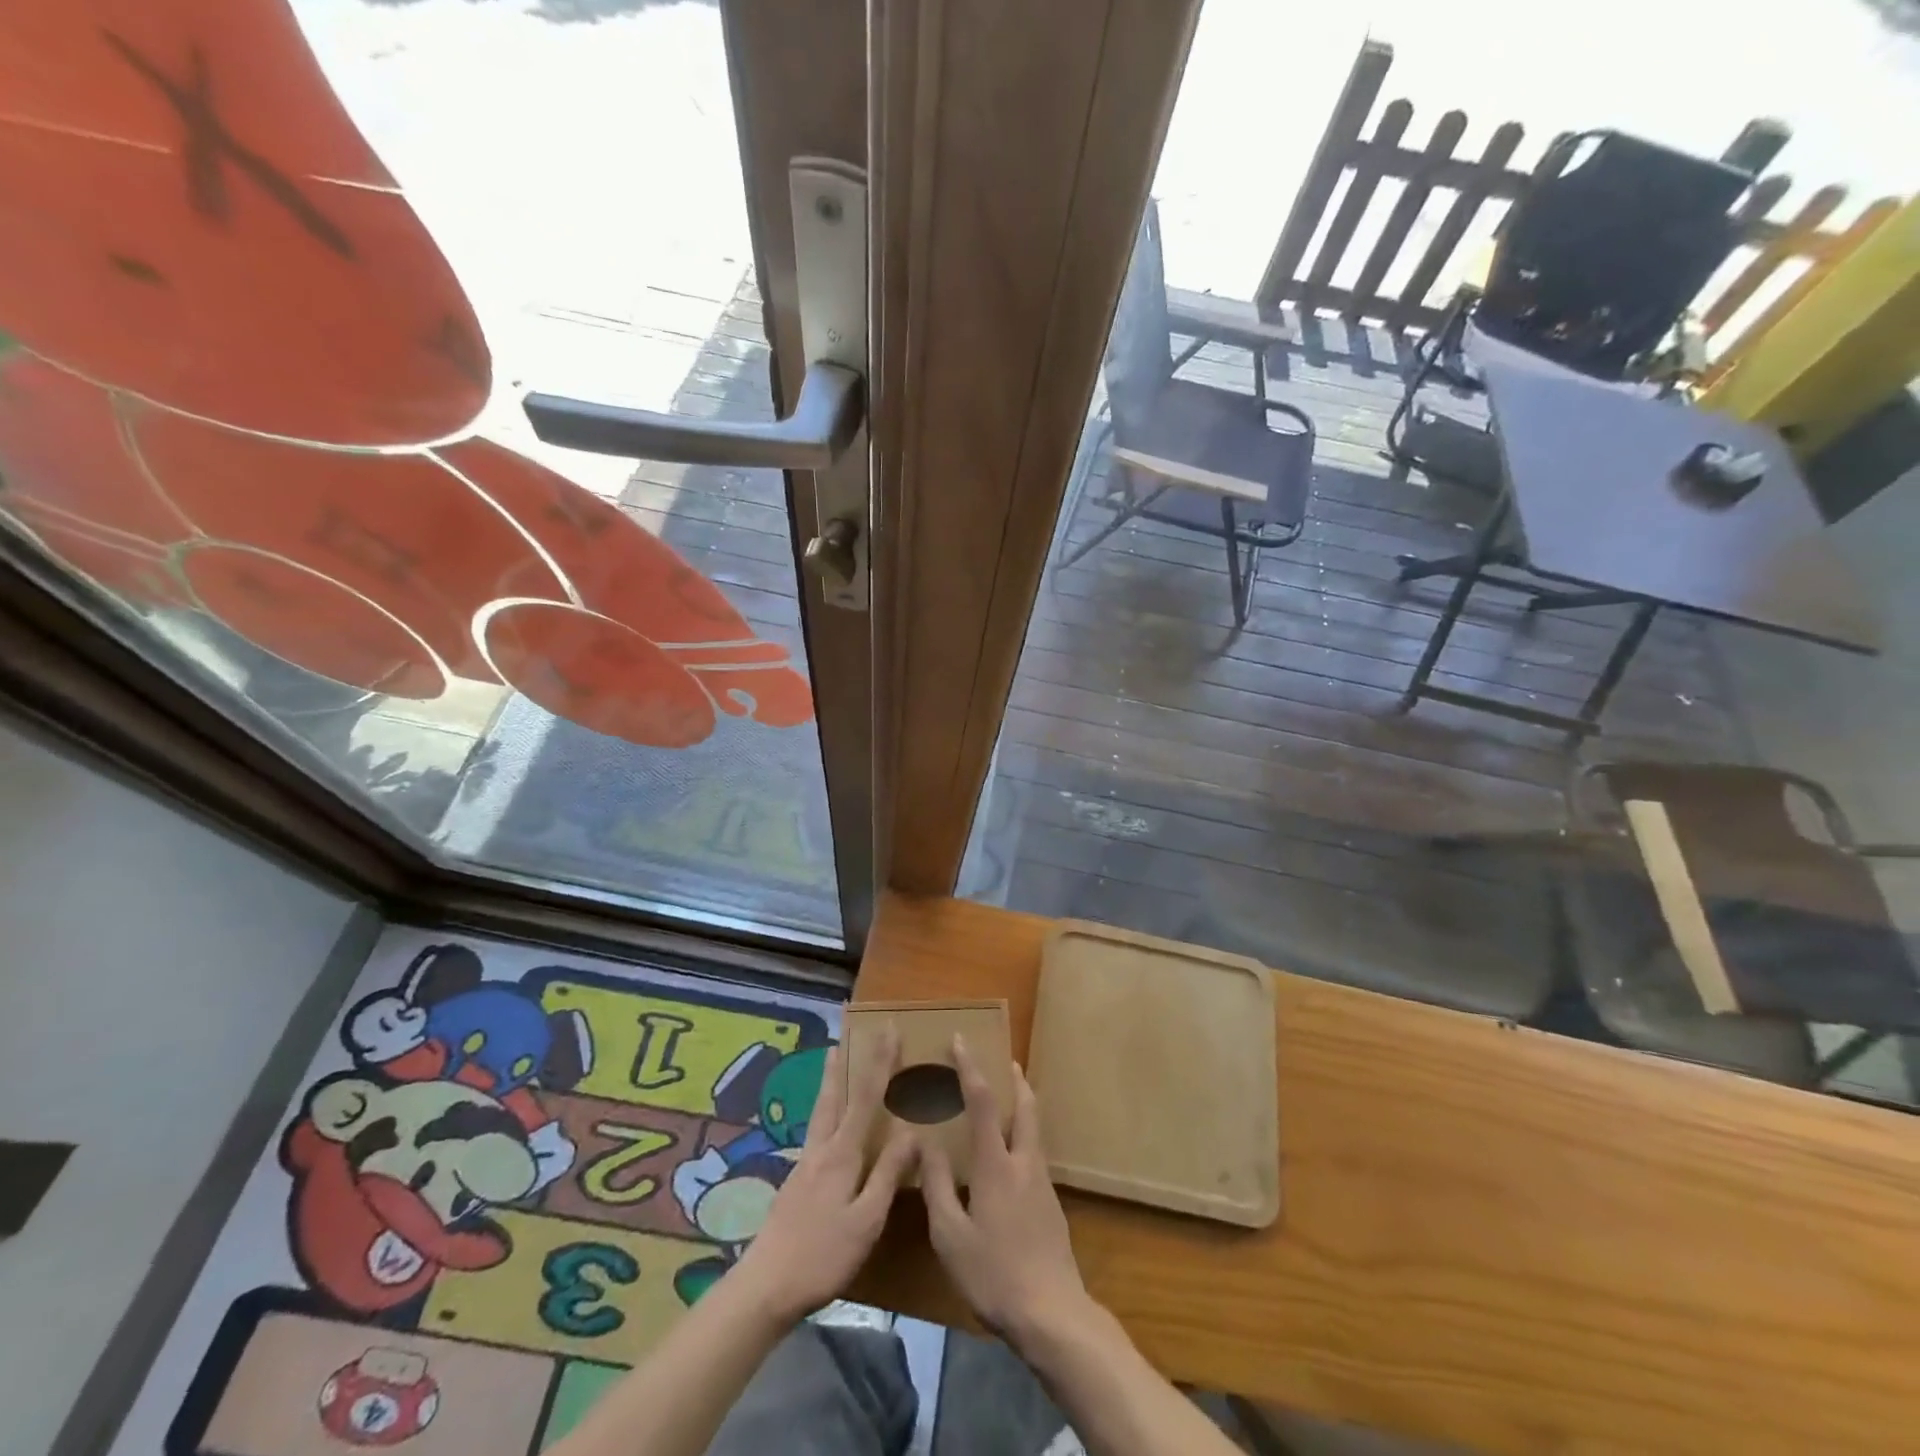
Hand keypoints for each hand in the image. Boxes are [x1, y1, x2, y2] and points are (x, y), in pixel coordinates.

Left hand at [732, 1031, 914, 1323]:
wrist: (765, 1287)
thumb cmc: (822, 1256)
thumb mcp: (866, 1220)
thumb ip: (887, 1174)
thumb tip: (912, 1131)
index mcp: (842, 1154)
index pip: (866, 1097)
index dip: (879, 1062)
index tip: (888, 1030)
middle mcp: (821, 1150)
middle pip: (834, 1096)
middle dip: (844, 1063)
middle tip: (847, 1033)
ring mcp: (804, 1165)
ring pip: (820, 1111)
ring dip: (830, 1081)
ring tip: (832, 1059)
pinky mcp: (795, 1182)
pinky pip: (815, 1130)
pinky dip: (824, 1109)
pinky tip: (825, 1120)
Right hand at [920, 1035, 1091, 1348]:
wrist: (1052, 1313)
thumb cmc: (993, 1273)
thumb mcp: (950, 1235)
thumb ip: (937, 1184)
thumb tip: (926, 1140)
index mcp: (996, 1164)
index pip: (982, 1101)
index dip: (970, 1067)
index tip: (960, 1040)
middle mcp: (1024, 1162)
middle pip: (1025, 1105)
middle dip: (1013, 1077)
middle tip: (1001, 1059)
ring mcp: (1042, 1181)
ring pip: (1033, 1127)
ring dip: (1021, 1102)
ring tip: (1004, 1097)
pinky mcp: (1051, 1202)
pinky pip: (1034, 1150)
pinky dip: (1022, 1132)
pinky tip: (1008, 1154)